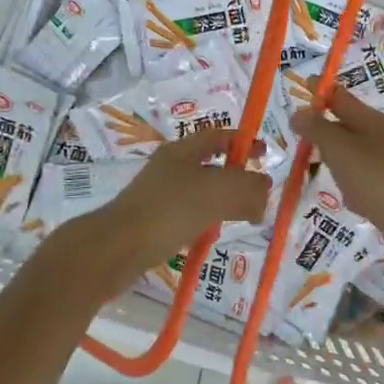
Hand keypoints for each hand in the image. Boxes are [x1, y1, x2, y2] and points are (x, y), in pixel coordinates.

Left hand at [64, 129, 272, 300]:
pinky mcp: (154, 220)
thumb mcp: (217, 192)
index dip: (245, 141)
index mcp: (183, 150)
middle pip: (212, 164)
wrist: (116, 248)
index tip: (266, 154)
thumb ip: (248, 187)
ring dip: (225, 201)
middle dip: (239, 177)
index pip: (219, 136)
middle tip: (260, 194)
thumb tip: (265, 189)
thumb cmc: (169, 211)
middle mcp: (170, 167)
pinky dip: (207, 220)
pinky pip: (189, 214)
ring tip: (245, 218)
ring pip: (202, 191)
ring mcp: (159, 194)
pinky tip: (213, 235)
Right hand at [291, 88, 383, 298]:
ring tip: (315, 162)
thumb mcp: (341, 150)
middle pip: (349, 126)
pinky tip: (344, 196)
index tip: (301, 87)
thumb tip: (299, 112)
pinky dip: (351, 183)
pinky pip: (364, 181)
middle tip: (300, 130)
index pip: (342, 98)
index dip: (321, 91)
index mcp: (374, 122)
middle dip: (326, 125)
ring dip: (337, 156)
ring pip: (356, 155)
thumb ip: (318, 130)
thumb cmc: (379, 180)